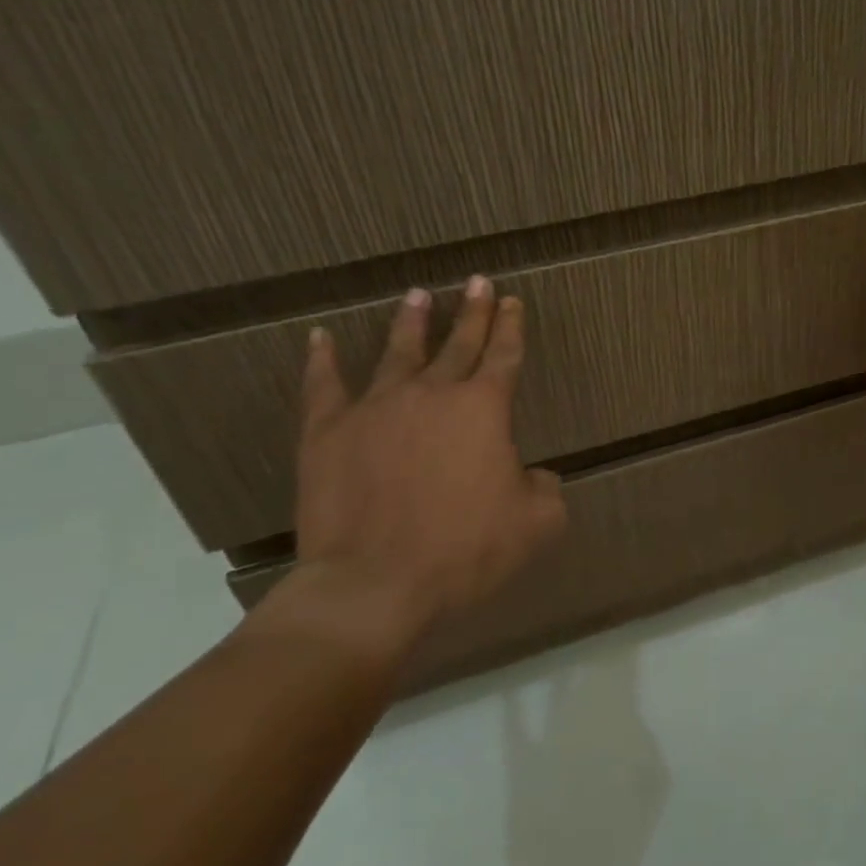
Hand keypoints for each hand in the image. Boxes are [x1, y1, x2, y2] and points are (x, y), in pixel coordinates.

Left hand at [283, 279, 567, 660]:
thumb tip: (535, 476)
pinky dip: (322, 360)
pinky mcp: (328, 432)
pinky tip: (320, 338)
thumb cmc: (467, 550)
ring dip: (411, 323)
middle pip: (458, 343)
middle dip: (472, 311)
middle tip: (477, 281)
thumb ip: (545, 489)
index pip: (504, 355)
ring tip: (417, 296)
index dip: (511, 327)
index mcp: (483, 409)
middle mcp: (432, 394)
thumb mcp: (537, 523)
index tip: (512, 301)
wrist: (376, 584)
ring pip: (398, 352)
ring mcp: (375, 408)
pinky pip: (324, 385)